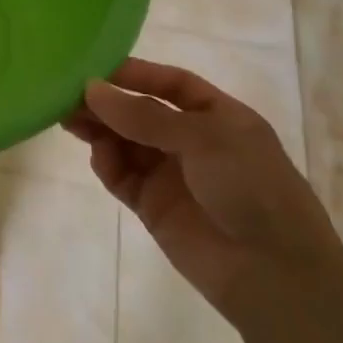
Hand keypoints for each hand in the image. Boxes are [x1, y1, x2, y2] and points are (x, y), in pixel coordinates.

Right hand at [65, 57, 342, 326]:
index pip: (172, 84)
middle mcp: (193, 142)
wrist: (274, 274)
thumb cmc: (251, 188)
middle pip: (141, 112)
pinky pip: (122, 176)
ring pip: (126, 142)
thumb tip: (91, 89)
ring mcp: (172, 175)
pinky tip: (99, 157)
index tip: (96, 68)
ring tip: (69, 120)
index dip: (137, 74)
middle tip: (68, 94)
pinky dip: (107, 164)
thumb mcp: (203, 138)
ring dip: (100, 129)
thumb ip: (144, 115)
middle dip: (108, 103)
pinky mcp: (153, 206)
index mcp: (219, 118)